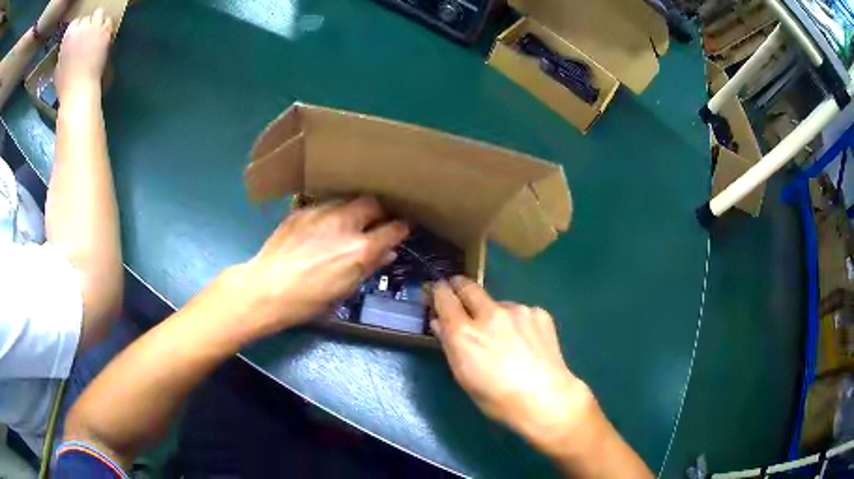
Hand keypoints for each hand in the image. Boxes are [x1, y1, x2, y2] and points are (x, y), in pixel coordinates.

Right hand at [56, 9, 112, 98]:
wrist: (79, 88)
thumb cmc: (65, 83)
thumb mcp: (58, 66)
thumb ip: (64, 51)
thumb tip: (68, 45)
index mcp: (68, 35)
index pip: (74, 22)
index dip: (76, 28)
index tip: (76, 36)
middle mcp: (81, 26)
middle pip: (87, 17)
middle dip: (86, 25)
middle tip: (86, 36)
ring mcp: (94, 26)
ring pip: (99, 13)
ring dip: (97, 21)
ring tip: (95, 33)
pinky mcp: (105, 31)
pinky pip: (108, 21)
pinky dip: (106, 26)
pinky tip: (103, 36)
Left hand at [243, 196, 408, 332]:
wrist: (266, 289)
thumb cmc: (308, 301)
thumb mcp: (345, 290)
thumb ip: (370, 267)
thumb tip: (388, 253)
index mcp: (360, 249)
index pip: (394, 228)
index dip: (401, 228)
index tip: (401, 229)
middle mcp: (345, 223)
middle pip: (373, 203)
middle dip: (379, 211)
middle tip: (375, 222)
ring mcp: (322, 212)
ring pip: (348, 200)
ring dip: (354, 209)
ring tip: (348, 222)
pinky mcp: (302, 210)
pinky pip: (325, 205)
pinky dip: (331, 213)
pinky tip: (322, 227)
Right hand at [432, 277, 594, 451]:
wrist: (545, 398)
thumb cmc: (496, 398)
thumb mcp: (463, 377)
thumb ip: (449, 345)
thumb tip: (440, 323)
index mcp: (464, 333)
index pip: (445, 298)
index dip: (439, 291)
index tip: (439, 289)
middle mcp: (488, 314)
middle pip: (469, 287)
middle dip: (461, 286)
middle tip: (460, 291)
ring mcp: (516, 310)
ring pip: (498, 303)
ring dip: (494, 312)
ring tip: (505, 335)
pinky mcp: (538, 312)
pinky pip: (521, 312)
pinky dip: (517, 322)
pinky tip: (526, 341)